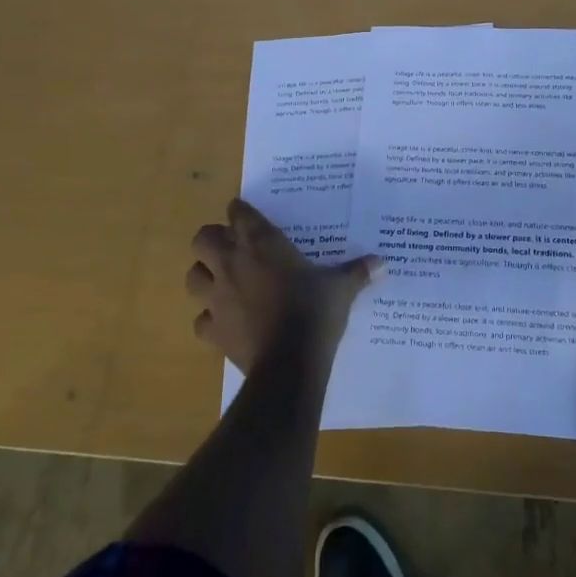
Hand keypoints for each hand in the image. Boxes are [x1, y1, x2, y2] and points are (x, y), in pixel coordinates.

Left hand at [187, 199, 382, 373]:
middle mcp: (232, 263)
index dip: (241, 213)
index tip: (249, 217)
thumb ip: (357, 272)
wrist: (289, 364)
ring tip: (221, 281)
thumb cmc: (313, 312)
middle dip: (212, 240)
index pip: (238, 212)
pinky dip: (209, 319)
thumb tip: (383, 263)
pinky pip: (200, 320)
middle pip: (203, 238)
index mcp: (261, 243)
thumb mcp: (340, 288)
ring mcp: (217, 297)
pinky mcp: (213, 331)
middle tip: (232, 247)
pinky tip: (225, 322)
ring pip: (193, 277)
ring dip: (203, 276)